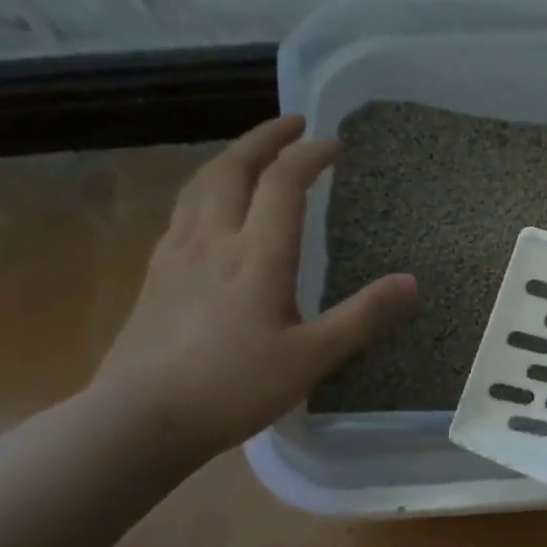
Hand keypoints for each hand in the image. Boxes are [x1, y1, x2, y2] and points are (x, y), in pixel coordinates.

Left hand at [90, 116, 414, 460]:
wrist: (135, 422)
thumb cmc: (232, 387)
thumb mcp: (311, 358)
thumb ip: (363, 317)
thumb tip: (412, 282)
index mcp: (256, 254)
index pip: (283, 182)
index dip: (310, 155)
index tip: (334, 144)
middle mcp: (213, 240)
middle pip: (233, 168)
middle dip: (265, 138)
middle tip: (293, 123)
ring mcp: (176, 255)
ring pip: (201, 184)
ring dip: (232, 158)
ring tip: (254, 154)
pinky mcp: (154, 275)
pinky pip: (184, 211)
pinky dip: (207, 189)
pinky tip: (212, 208)